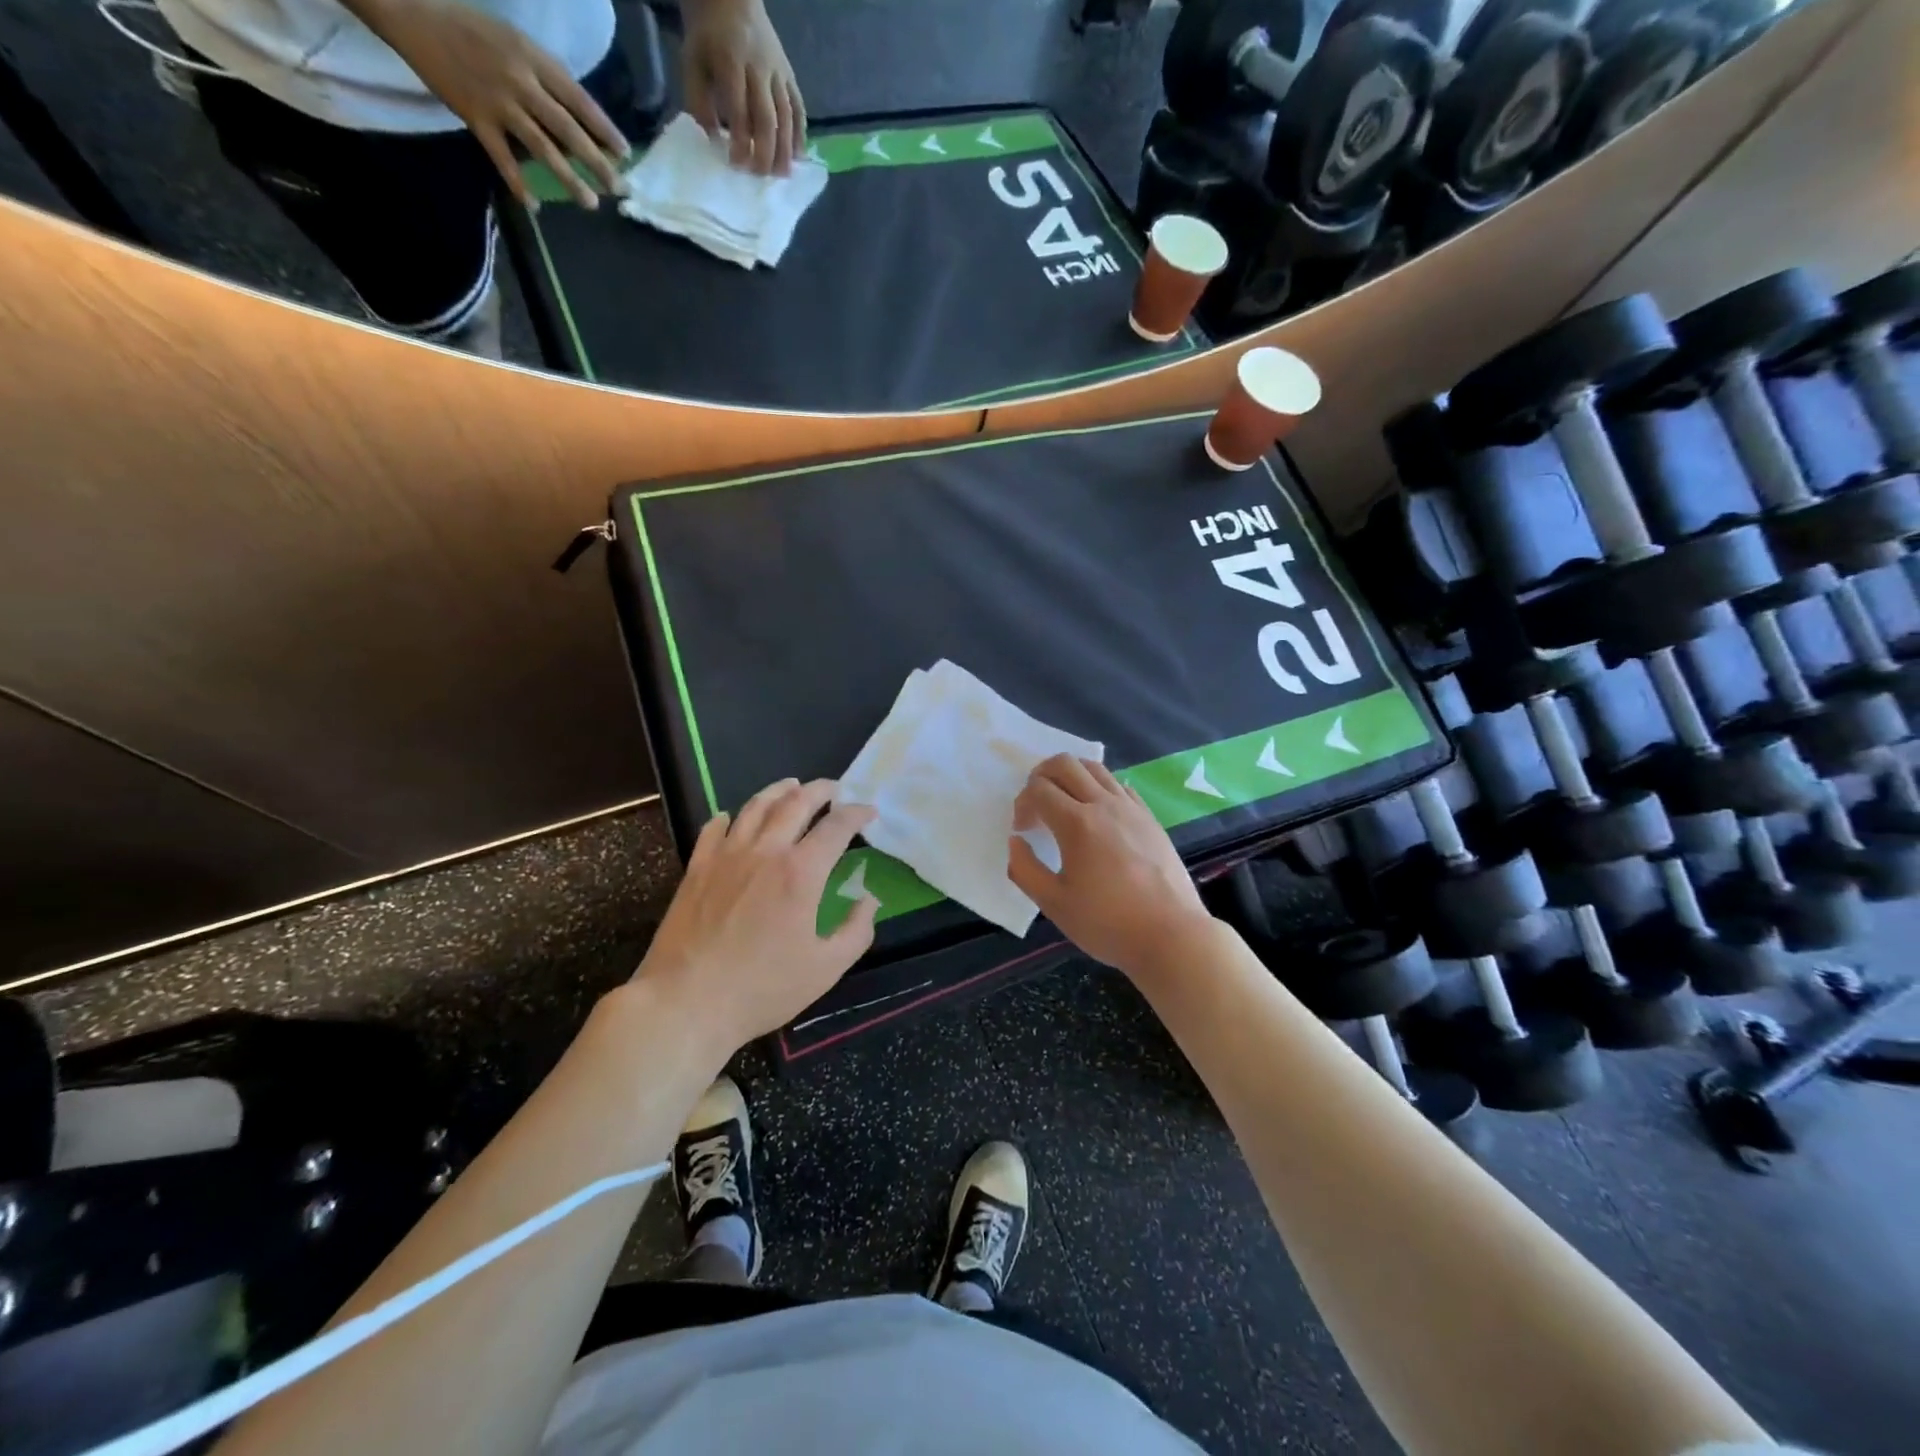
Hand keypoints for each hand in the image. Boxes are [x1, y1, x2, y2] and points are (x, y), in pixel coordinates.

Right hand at [373, 0, 627, 206]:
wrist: (413, 12)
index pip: (579, 100)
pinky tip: (534, 205)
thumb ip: (546, 78)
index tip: (625, 154)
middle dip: (597, 163)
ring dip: (569, 179)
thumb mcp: (516, 42)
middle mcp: (520, 81)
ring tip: (591, 203)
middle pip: (568, 129)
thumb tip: (577, 121)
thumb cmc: (472, 29)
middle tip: (618, 188)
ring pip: (542, 147)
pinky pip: (502, 158)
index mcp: (533, 59)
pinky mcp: (475, 117)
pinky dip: (518, 183)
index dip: (604, 129)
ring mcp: (498, 101)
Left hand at [636, 779, 876, 1054]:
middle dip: (821, 790)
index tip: (868, 812)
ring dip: (779, 791)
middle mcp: (765, 851)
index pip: (837, 826)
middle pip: (796, 803)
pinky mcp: (697, 868)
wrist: (686, 1002)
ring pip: (755, 806)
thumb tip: (868, 899)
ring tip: (792, 786)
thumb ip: (856, 930)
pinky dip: (730, 816)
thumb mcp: (826, 969)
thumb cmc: (762, 989)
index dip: (857, 813)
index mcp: (801, 872)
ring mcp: (726, 856)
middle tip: (834, 789)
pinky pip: (714, 828)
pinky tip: (734, 817)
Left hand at [681, 0, 805, 174]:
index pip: (739, 111)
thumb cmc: (708, 36)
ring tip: (782, 175)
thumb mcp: (692, 62)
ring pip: (786, 117)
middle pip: (767, 119)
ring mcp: (778, 72)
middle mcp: (759, 69)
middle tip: (761, 176)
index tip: (737, 165)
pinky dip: (800, 134)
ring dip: (785, 150)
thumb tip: (713, 141)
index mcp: (731, 62)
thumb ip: (698, 101)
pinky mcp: (789, 75)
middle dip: (765, 152)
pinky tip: (798, 156)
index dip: (740, 142)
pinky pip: (798, 108)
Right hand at [1008, 755, 1213, 980]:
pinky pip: (1119, 785)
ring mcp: (1131, 808)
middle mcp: (1104, 804)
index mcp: (1077, 823)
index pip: (1039, 789)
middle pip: (1065, 764)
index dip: (1022, 804)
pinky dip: (1099, 787)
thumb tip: (1016, 842)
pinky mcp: (1149, 818)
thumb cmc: (1107, 923)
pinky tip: (1097, 815)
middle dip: (1041, 775)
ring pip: (1095, 768)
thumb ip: (1025, 869)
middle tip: (1036, 803)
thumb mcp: (1053, 904)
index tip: (1022, 831)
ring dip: (1071, 776)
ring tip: (1064, 803)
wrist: (1171, 935)